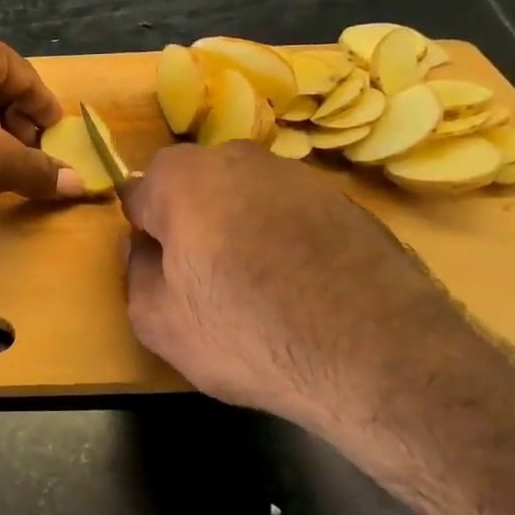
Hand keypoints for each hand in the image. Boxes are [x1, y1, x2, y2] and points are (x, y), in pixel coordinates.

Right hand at [121, 142, 503, 439]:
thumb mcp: (157, 321)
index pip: (140, 192)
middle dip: (190, 220)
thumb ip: (136, 271)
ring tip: (258, 285)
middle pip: (195, 184)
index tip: (160, 267)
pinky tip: (300, 284)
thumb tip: (146, 247)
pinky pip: (291, 212)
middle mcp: (240, 159)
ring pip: (245, 194)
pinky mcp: (345, 200)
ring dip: (239, 225)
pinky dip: (285, 237)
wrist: (379, 355)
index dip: (144, 232)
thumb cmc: (248, 334)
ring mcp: (299, 176)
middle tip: (203, 276)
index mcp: (185, 178)